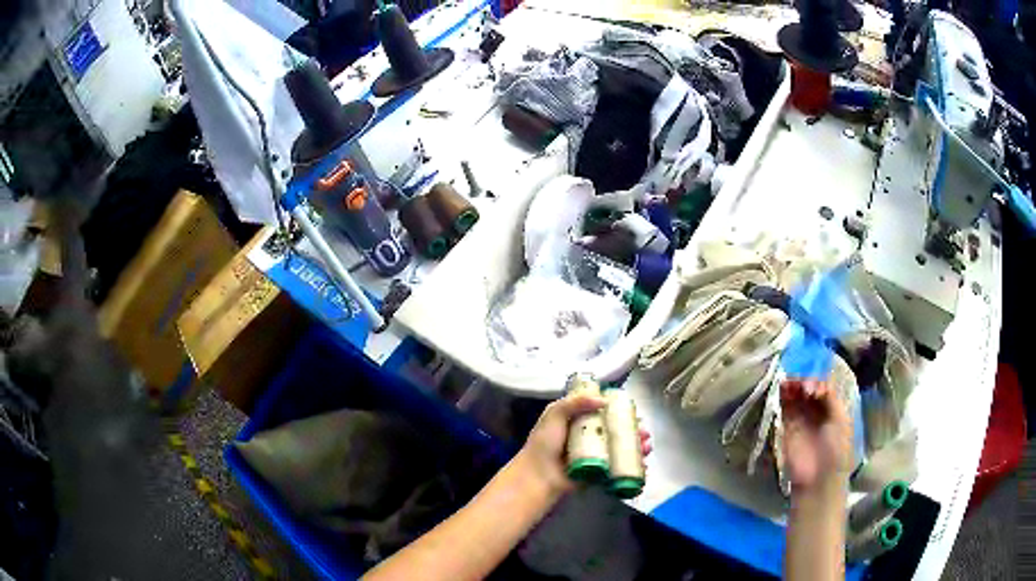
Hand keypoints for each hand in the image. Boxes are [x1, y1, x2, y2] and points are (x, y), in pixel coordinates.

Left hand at [515, 392, 651, 497]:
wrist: (539, 476)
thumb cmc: (544, 443)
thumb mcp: (554, 414)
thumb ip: (575, 402)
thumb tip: (603, 400)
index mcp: (578, 420)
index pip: (603, 411)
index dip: (619, 410)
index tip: (632, 410)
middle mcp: (589, 436)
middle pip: (617, 430)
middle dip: (633, 429)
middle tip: (644, 431)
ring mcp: (595, 455)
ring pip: (621, 448)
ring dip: (637, 446)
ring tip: (647, 445)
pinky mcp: (599, 472)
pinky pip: (619, 466)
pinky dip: (633, 464)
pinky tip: (643, 462)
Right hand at [781, 379, 851, 491]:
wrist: (818, 477)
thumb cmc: (836, 449)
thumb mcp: (841, 420)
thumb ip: (830, 398)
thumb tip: (814, 383)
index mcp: (833, 406)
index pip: (823, 385)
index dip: (818, 382)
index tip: (813, 389)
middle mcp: (817, 409)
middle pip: (808, 387)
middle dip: (804, 381)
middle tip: (801, 387)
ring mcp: (802, 417)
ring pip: (795, 394)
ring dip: (793, 385)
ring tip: (790, 384)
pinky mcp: (787, 426)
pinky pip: (785, 406)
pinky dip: (783, 395)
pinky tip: (783, 388)